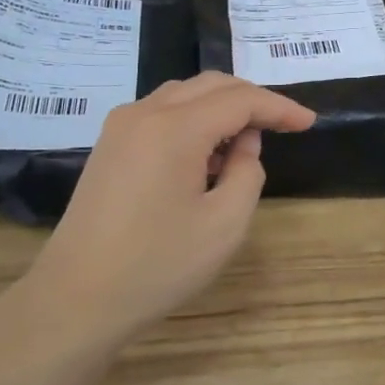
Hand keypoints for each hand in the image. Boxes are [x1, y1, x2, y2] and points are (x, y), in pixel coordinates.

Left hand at [23, 73, 314, 350]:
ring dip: (221, 108)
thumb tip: (244, 144)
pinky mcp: (109, 145)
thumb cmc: (157, 265)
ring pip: (184, 95)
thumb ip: (248, 173)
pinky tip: (206, 155)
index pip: (240, 99)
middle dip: (252, 100)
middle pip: (211, 85)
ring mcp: (121, 127)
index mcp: (175, 128)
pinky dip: (193, 120)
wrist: (76, 299)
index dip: (279, 107)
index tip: (308, 123)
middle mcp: (144, 113)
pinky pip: (162, 113)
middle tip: (284, 126)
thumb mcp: (224, 224)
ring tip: (245, 144)